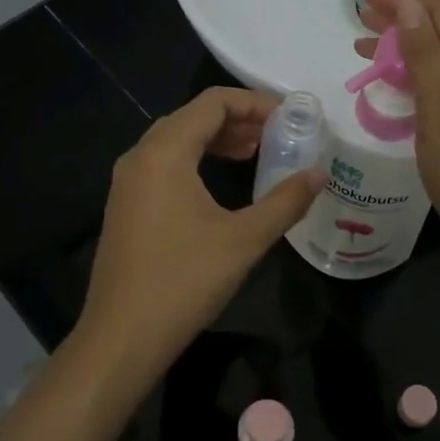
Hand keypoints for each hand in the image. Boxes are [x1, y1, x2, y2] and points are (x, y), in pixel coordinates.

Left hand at [76, 87, 320, 393]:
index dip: (253, 102)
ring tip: (255, 152)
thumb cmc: (183, 282)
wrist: (121, 338)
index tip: (289, 116)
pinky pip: (163, 163)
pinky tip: (220, 181)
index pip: (212, 103)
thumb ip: (285, 201)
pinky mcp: (125, 204)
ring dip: (216, 139)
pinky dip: (196, 159)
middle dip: (237, 119)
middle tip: (277, 134)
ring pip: (176, 140)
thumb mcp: (244, 240)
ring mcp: (127, 181)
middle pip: (192, 117)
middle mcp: (140, 156)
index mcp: (164, 153)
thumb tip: (319, 175)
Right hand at [355, 0, 439, 285]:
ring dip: (410, 51)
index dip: (404, 3)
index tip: (364, 0)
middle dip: (404, 24)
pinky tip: (399, 83)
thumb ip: (424, 55)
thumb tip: (409, 5)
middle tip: (360, 22)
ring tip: (366, 50)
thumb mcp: (439, 112)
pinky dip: (424, 77)